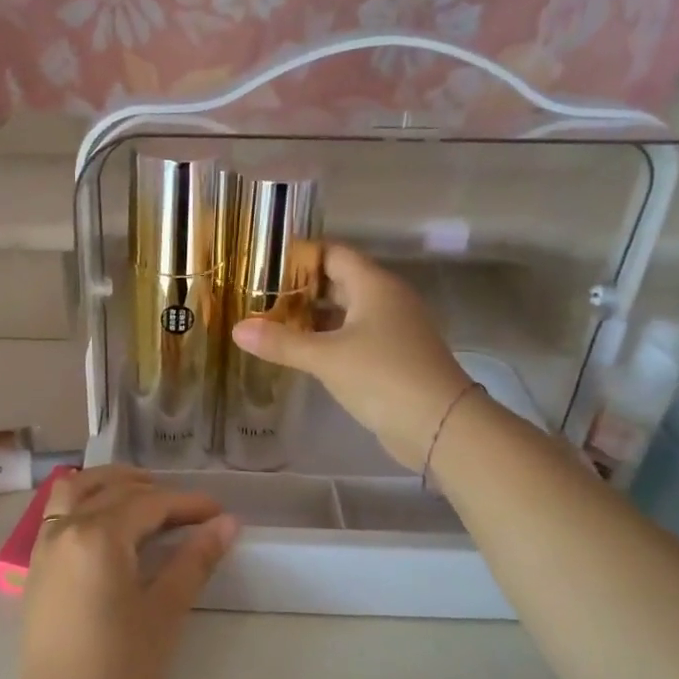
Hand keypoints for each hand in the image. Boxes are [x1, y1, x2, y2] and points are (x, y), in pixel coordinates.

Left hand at [2, 468, 238, 678]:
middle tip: (190, 512)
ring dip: (111, 485)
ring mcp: (44, 547)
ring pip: (76, 491)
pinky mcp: (36, 568)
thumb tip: (227, 523)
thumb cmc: (119, 672)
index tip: (221, 513)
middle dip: (155, 492)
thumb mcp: (165, 613)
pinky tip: (108, 524)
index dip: (189, 504)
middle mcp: (65, 528)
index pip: (150, 503)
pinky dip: (85, 501)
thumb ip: (194, 560)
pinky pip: (59, 513)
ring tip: (145, 499)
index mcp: (98, 534)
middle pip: (113, 490)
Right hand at [232, 245, 478, 472]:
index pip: (333, 254)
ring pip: (346, 313)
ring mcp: (393, 330)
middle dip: (300, 289)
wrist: (440, 425)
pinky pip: (354, 337)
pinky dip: (328, 340)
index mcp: (374, 286)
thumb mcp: (326, 358)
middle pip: (338, 282)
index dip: (300, 256)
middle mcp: (386, 300)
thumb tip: (238, 329)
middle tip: (259, 297)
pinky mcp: (393, 357)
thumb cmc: (382, 376)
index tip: (263, 264)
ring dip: (313, 318)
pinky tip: (302, 353)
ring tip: (272, 324)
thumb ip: (281, 343)